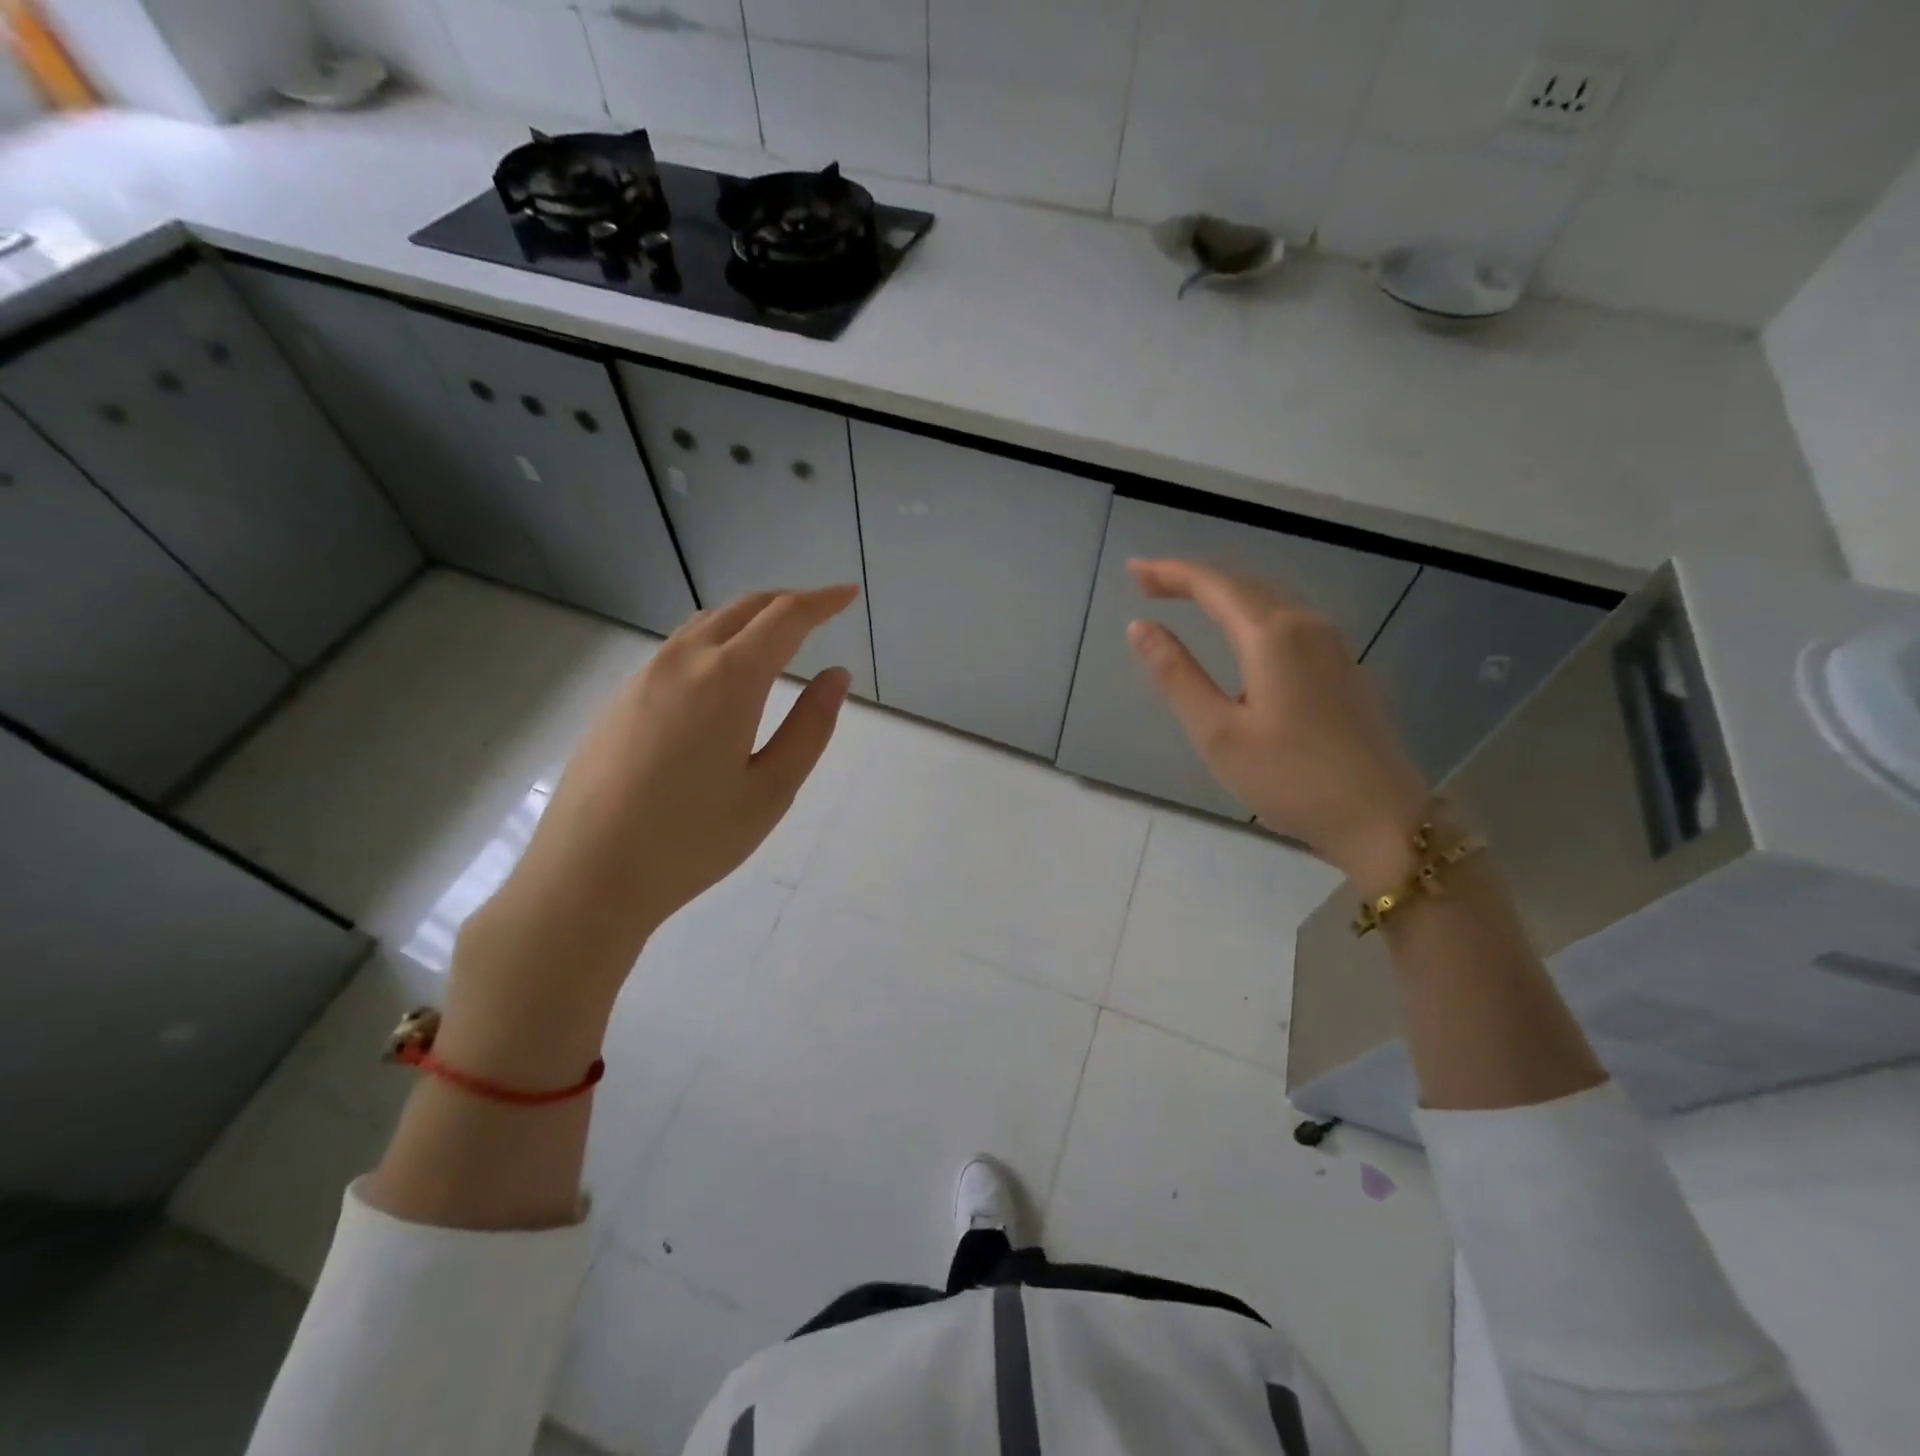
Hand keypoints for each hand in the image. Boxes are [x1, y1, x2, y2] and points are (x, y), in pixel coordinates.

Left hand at [455, 585, 858, 1026]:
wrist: (587, 876)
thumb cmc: (693, 840)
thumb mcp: (771, 790)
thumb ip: (810, 727)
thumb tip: (836, 675)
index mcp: (727, 680)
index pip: (784, 618)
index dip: (821, 601)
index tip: (848, 593)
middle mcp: (683, 661)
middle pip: (743, 609)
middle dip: (786, 603)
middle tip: (819, 612)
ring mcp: (643, 677)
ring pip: (705, 624)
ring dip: (747, 619)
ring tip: (775, 639)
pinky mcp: (619, 699)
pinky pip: (677, 650)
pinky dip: (714, 642)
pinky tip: (720, 678)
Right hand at [1125, 558, 1429, 890]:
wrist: (1381, 818)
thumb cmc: (1290, 778)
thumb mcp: (1218, 732)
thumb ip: (1177, 675)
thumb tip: (1140, 627)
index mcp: (1272, 636)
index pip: (1213, 585)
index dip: (1169, 573)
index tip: (1132, 571)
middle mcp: (1307, 626)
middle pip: (1243, 584)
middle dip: (1193, 579)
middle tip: (1149, 584)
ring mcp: (1333, 645)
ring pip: (1270, 600)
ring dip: (1225, 594)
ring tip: (1187, 600)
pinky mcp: (1345, 668)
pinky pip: (1290, 621)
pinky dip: (1252, 614)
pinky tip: (1241, 635)